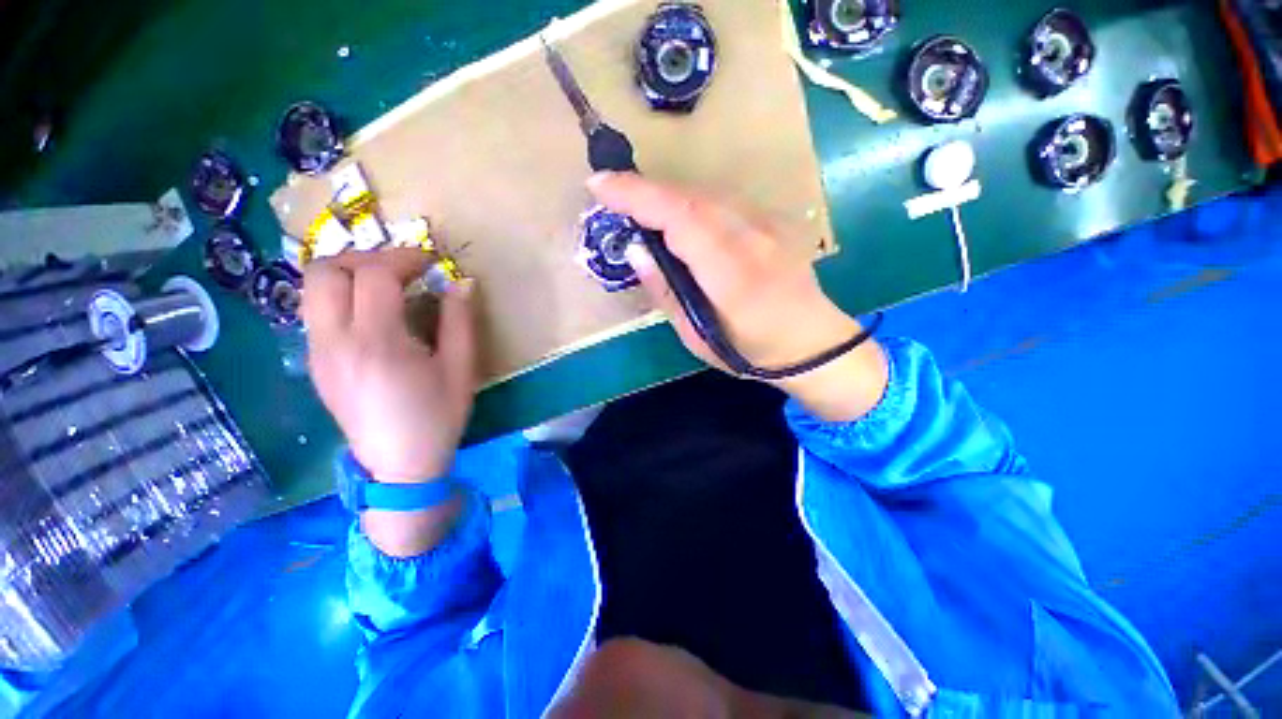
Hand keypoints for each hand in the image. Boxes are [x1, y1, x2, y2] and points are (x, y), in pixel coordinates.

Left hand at [303, 248, 476, 482]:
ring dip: (349, 274)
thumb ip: (460, 322)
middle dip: (365, 258)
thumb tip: (461, 283)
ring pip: (312, 289)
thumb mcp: (461, 369)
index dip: (403, 257)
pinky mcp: (315, 363)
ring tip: (386, 286)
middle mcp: (335, 341)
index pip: (374, 276)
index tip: (430, 261)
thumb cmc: (437, 418)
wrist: (399, 467)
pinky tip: (373, 315)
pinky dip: (342, 297)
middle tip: (402, 269)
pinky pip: (317, 312)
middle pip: (326, 271)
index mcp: (377, 342)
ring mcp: (317, 352)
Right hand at [587, 172, 887, 421]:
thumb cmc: (749, 350)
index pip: (680, 219)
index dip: (638, 196)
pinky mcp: (773, 220)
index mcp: (732, 275)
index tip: (599, 186)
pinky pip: (722, 201)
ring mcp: (768, 224)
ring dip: (666, 195)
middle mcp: (752, 239)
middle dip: (644, 191)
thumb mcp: (696, 336)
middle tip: (611, 197)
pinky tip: (677, 217)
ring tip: (638, 208)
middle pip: (690, 198)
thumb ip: (665, 292)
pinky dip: (691, 202)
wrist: (812, 342)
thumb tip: (636, 251)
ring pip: (706, 194)